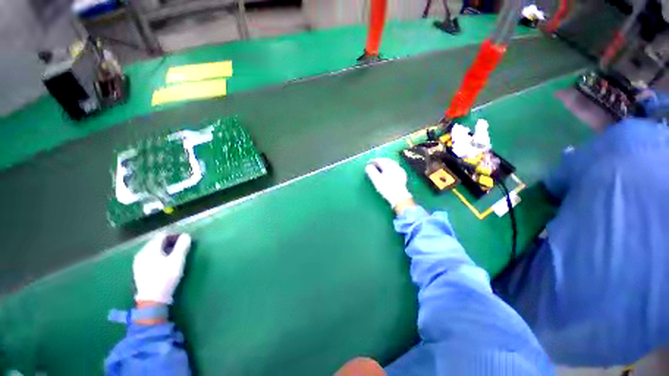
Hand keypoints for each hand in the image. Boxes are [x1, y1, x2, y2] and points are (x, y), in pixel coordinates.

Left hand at [134, 233, 191, 304]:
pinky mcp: (139, 271)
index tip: (185, 240)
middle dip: (170, 242)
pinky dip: (159, 257)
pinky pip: (150, 258)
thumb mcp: (177, 260)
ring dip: (165, 250)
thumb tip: (186, 235)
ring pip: (153, 250)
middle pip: (157, 242)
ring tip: (175, 256)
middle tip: (181, 247)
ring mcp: (139, 263)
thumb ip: (182, 246)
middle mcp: (142, 253)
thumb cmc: (165, 277)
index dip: (174, 235)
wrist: (152, 300)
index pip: (162, 235)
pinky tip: (165, 264)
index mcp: (150, 249)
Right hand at [365, 158, 413, 210]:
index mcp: (388, 166)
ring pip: (392, 163)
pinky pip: (396, 167)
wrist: (399, 197)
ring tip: (381, 165)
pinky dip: (391, 167)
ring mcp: (400, 171)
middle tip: (375, 162)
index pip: (379, 160)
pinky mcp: (403, 176)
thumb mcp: (376, 180)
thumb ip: (371, 171)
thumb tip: (368, 166)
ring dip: (386, 163)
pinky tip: (390, 170)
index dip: (372, 161)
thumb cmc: (386, 188)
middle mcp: (395, 166)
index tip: (368, 163)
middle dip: (380, 160)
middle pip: (386, 160)